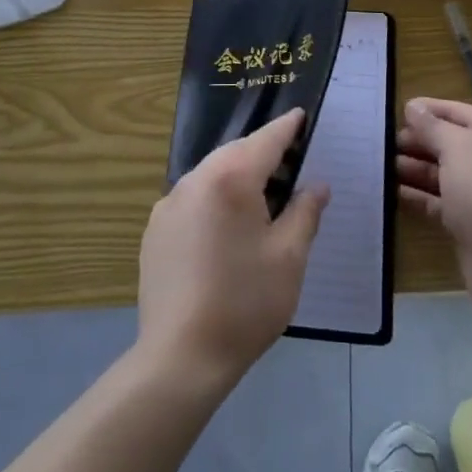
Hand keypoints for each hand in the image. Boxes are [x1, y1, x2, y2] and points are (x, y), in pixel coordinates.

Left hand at [137, 110, 328, 388]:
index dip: (286, 128)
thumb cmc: (245, 303)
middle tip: (289, 163)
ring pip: (210, 173)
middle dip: (262, 153)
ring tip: (261, 197)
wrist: (181, 356)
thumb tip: (316, 185)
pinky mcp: (155, 229)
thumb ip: (304, 213)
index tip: (299, 116)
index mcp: (231, 179)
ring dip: (236, 175)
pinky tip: (225, 228)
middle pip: (235, 153)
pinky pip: (191, 198)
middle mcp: (194, 180)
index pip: (265, 140)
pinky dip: (213, 198)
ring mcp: (169, 204)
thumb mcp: (289, 257)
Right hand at [398, 99, 471, 329]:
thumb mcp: (457, 148)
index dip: (427, 109)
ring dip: (411, 167)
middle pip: (445, 142)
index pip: (455, 111)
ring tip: (379, 164)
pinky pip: (435, 202)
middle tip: (381, 142)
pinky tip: (390, 192)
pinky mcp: (465, 222)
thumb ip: (432, 127)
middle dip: (416, 140)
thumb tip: (413, 106)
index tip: (394, 111)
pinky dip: (415, 196)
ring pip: (438, 173)